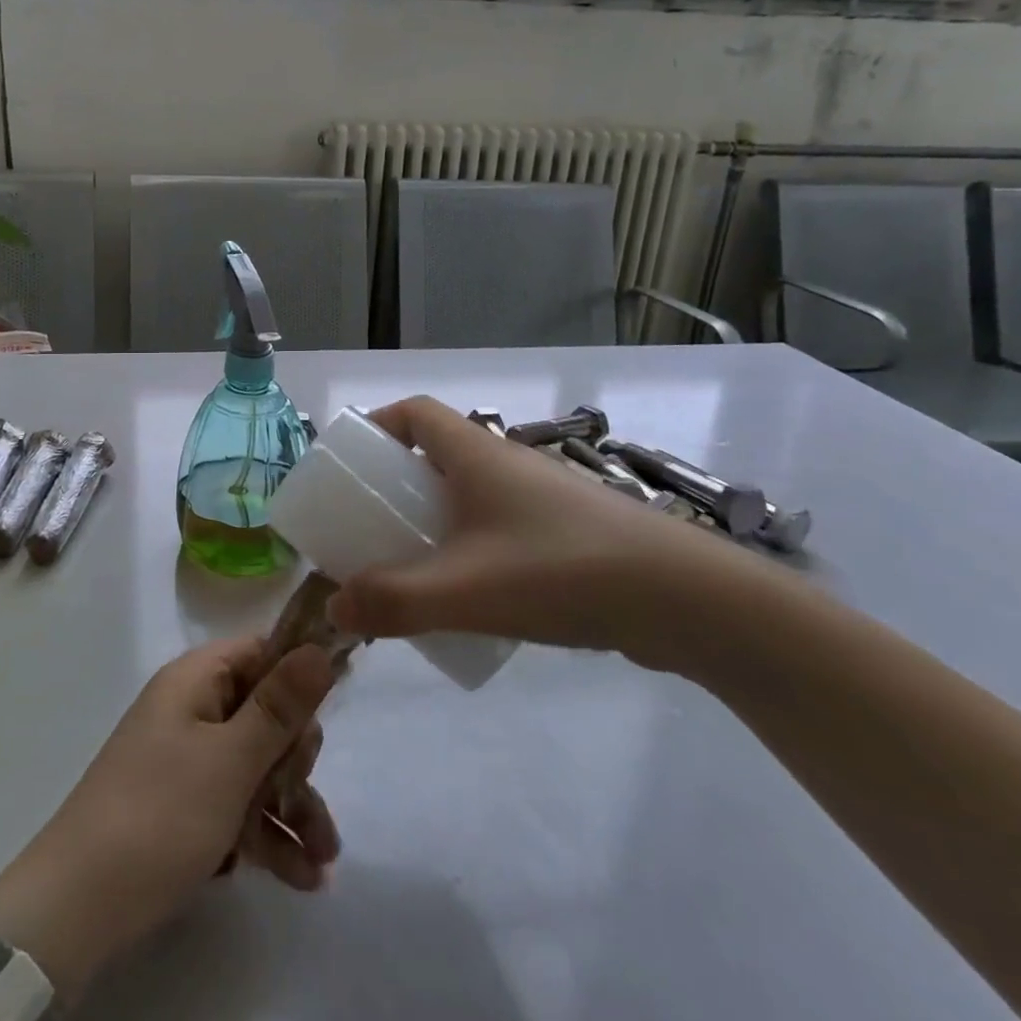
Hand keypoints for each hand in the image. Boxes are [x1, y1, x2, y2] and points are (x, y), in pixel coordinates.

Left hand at [0, 638, 339, 999]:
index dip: (299, 674)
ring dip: (292, 806)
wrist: (78, 907)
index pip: (261, 652)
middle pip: (264, 713)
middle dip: (298, 758)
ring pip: (255, 766)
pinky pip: (235, 804)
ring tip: (325, 859)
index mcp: (196, 680)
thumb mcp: (231, 760)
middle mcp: (191, 709)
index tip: (334, 706)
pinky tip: (302, 877)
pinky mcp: (183, 806)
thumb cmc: (162, 814)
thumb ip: (281, 706)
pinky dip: (265, 833)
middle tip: (309, 792)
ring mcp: (186, 759)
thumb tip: (318, 647)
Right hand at [326, 396, 761, 671]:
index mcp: (476, 453)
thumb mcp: (464, 589)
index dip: (378, 426)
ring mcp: (542, 498)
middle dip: (397, 486)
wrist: (685, 600)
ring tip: (413, 568)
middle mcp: (507, 464)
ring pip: (470, 495)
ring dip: (435, 521)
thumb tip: (335, 608)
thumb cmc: (561, 570)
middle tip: (372, 527)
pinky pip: (500, 527)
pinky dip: (472, 548)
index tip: (353, 465)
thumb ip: (393, 600)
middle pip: (436, 455)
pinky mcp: (567, 533)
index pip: (415, 412)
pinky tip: (473, 598)